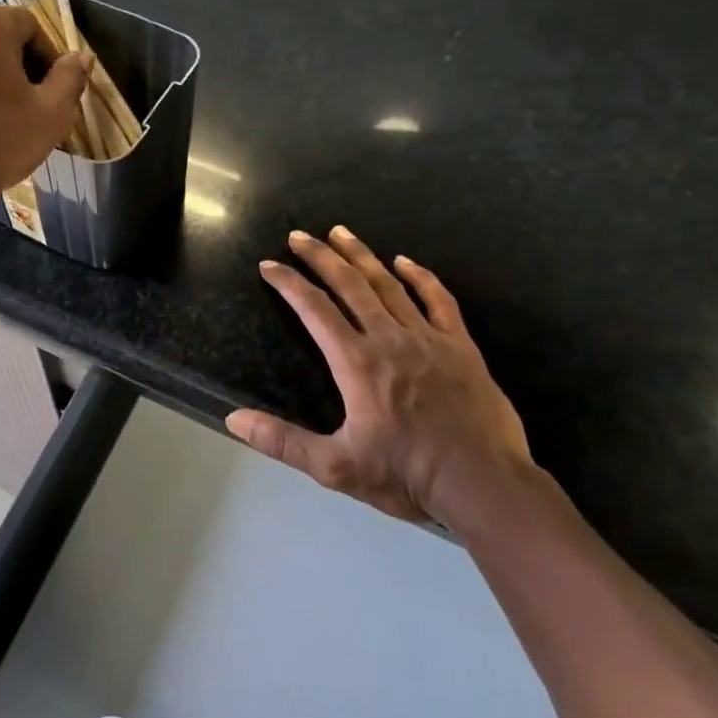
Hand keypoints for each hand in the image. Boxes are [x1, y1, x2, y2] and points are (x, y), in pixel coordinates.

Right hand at [225, 226, 532, 526]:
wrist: (484, 484)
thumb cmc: (407, 475)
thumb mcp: (336, 467)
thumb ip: (283, 441)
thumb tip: (233, 419)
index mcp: (356, 363)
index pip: (314, 309)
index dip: (288, 283)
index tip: (269, 265)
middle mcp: (389, 339)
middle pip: (349, 285)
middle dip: (320, 257)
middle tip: (299, 235)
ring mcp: (428, 338)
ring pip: (388, 285)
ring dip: (361, 256)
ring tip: (341, 233)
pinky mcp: (460, 346)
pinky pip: (438, 300)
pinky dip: (420, 277)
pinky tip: (405, 261)